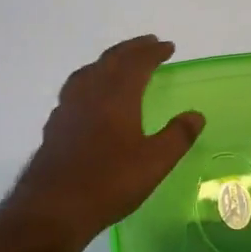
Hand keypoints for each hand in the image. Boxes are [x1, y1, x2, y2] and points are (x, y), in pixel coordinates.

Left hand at [10, 36, 204, 247]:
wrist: (54, 207)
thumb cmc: (110, 182)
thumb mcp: (155, 162)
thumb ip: (178, 136)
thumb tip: (196, 115)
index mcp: (116, 96)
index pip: (137, 63)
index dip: (153, 52)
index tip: (168, 46)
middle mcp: (89, 93)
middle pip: (110, 61)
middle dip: (131, 50)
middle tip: (148, 44)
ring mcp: (67, 109)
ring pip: (88, 72)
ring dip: (107, 62)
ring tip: (118, 64)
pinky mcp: (55, 126)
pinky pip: (74, 91)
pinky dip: (89, 82)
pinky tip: (90, 99)